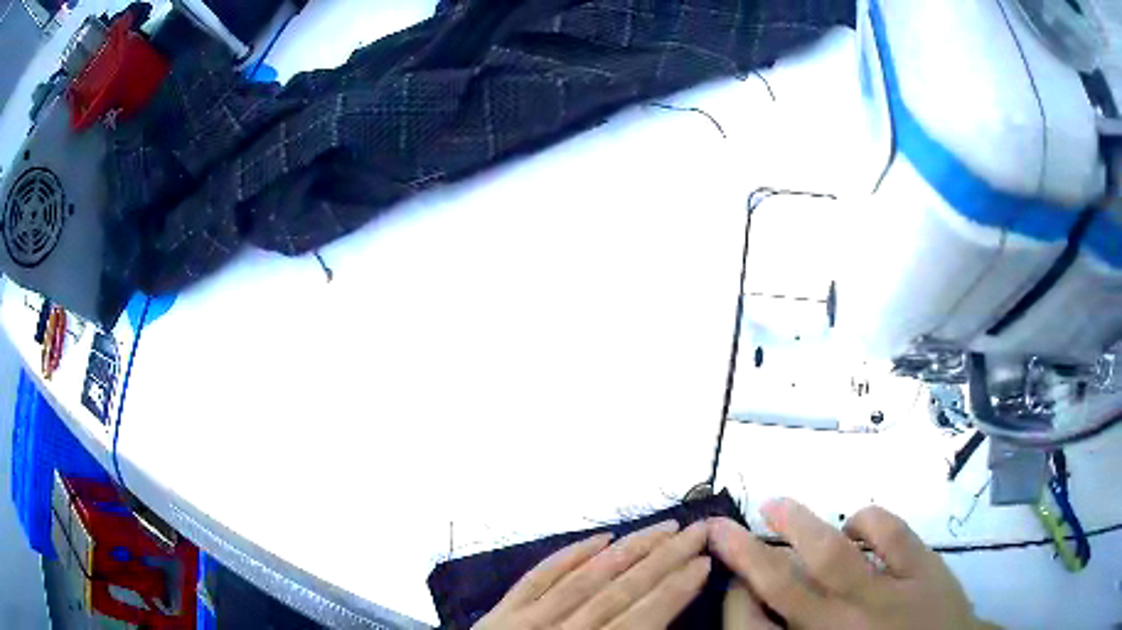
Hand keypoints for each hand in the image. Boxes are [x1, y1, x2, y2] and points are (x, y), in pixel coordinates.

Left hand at [474, 520, 711, 629]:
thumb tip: (665, 620)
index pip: (645, 616)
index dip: (677, 587)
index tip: (704, 561)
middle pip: (622, 590)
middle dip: (664, 558)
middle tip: (696, 530)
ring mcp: (527, 620)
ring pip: (586, 578)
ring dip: (628, 550)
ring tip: (661, 528)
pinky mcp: (500, 614)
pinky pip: (538, 577)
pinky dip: (569, 555)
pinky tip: (598, 538)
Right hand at [709, 499, 996, 629]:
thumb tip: (764, 610)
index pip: (753, 628)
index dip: (735, 599)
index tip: (730, 580)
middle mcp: (840, 626)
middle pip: (783, 586)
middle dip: (746, 556)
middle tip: (721, 528)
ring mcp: (886, 595)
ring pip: (833, 555)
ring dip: (800, 526)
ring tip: (777, 505)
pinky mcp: (924, 570)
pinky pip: (891, 536)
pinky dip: (869, 520)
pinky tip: (856, 522)